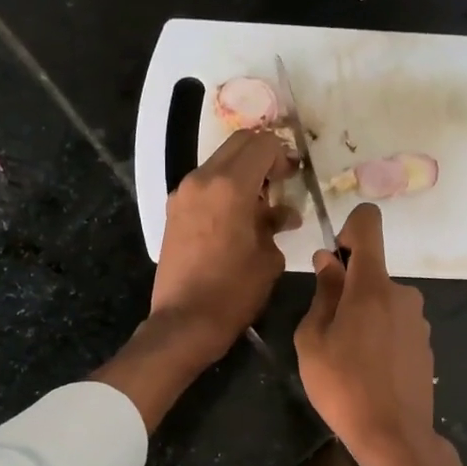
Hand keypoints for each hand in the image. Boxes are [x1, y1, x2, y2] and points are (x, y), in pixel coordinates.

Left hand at [149, 129, 298, 363]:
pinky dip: (223, 188)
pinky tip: (236, 217)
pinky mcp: (173, 211)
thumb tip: (283, 214)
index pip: (262, 144)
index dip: (283, 154)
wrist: (185, 321)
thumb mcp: (268, 259)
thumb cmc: (234, 292)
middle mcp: (202, 180)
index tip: (293, 175)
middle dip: (262, 155)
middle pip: (237, 144)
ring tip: (259, 203)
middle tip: (280, 181)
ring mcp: (183, 194)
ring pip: (218, 163)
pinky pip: (204, 185)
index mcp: (230, 186)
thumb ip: (275, 225)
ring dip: (241, 172)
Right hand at [294, 205, 449, 465]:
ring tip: (348, 359)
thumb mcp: (313, 341)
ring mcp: (418, 320)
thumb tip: (328, 262)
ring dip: (364, 317)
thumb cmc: (342, 387)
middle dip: (348, 291)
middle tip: (328, 332)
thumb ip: (323, 294)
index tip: (334, 258)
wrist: (394, 437)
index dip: (349, 228)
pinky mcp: (426, 344)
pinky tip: (371, 372)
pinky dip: (380, 336)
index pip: (368, 225)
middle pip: (371, 273)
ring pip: (382, 302)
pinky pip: (396, 325)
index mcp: (372, 286)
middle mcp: (403, 294)